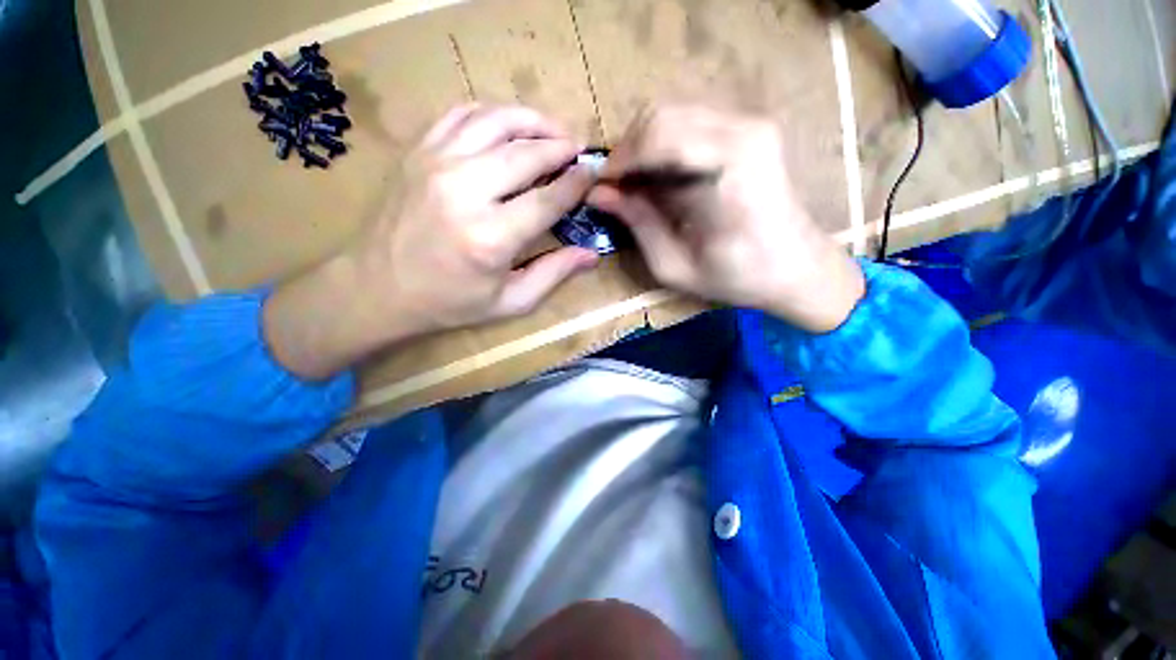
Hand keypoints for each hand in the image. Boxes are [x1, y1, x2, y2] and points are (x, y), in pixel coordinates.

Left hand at [264, 104, 599, 379]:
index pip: (547, 199)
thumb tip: (592, 255)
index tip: (594, 172)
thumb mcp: (510, 301)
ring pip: (496, 122)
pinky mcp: (417, 152)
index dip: (577, 183)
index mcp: (491, 238)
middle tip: (579, 149)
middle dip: (561, 146)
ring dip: (532, 121)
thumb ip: (553, 274)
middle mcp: (465, 192)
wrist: (377, 288)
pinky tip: (509, 127)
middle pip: (526, 153)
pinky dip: (492, 115)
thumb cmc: (449, 303)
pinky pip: (461, 115)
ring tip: (553, 130)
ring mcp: (436, 164)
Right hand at [589, 104, 863, 333]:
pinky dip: (663, 144)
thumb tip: (599, 193)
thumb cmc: (737, 278)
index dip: (620, 161)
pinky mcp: (750, 127)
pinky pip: (690, 120)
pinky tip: (660, 177)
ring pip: (673, 112)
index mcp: (729, 172)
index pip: (657, 139)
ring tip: (634, 184)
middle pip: (661, 116)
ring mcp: (750, 123)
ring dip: (643, 146)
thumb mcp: (675, 266)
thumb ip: (638, 224)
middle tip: (615, 187)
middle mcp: (743, 132)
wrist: (798, 268)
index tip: (600, 188)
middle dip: (628, 151)